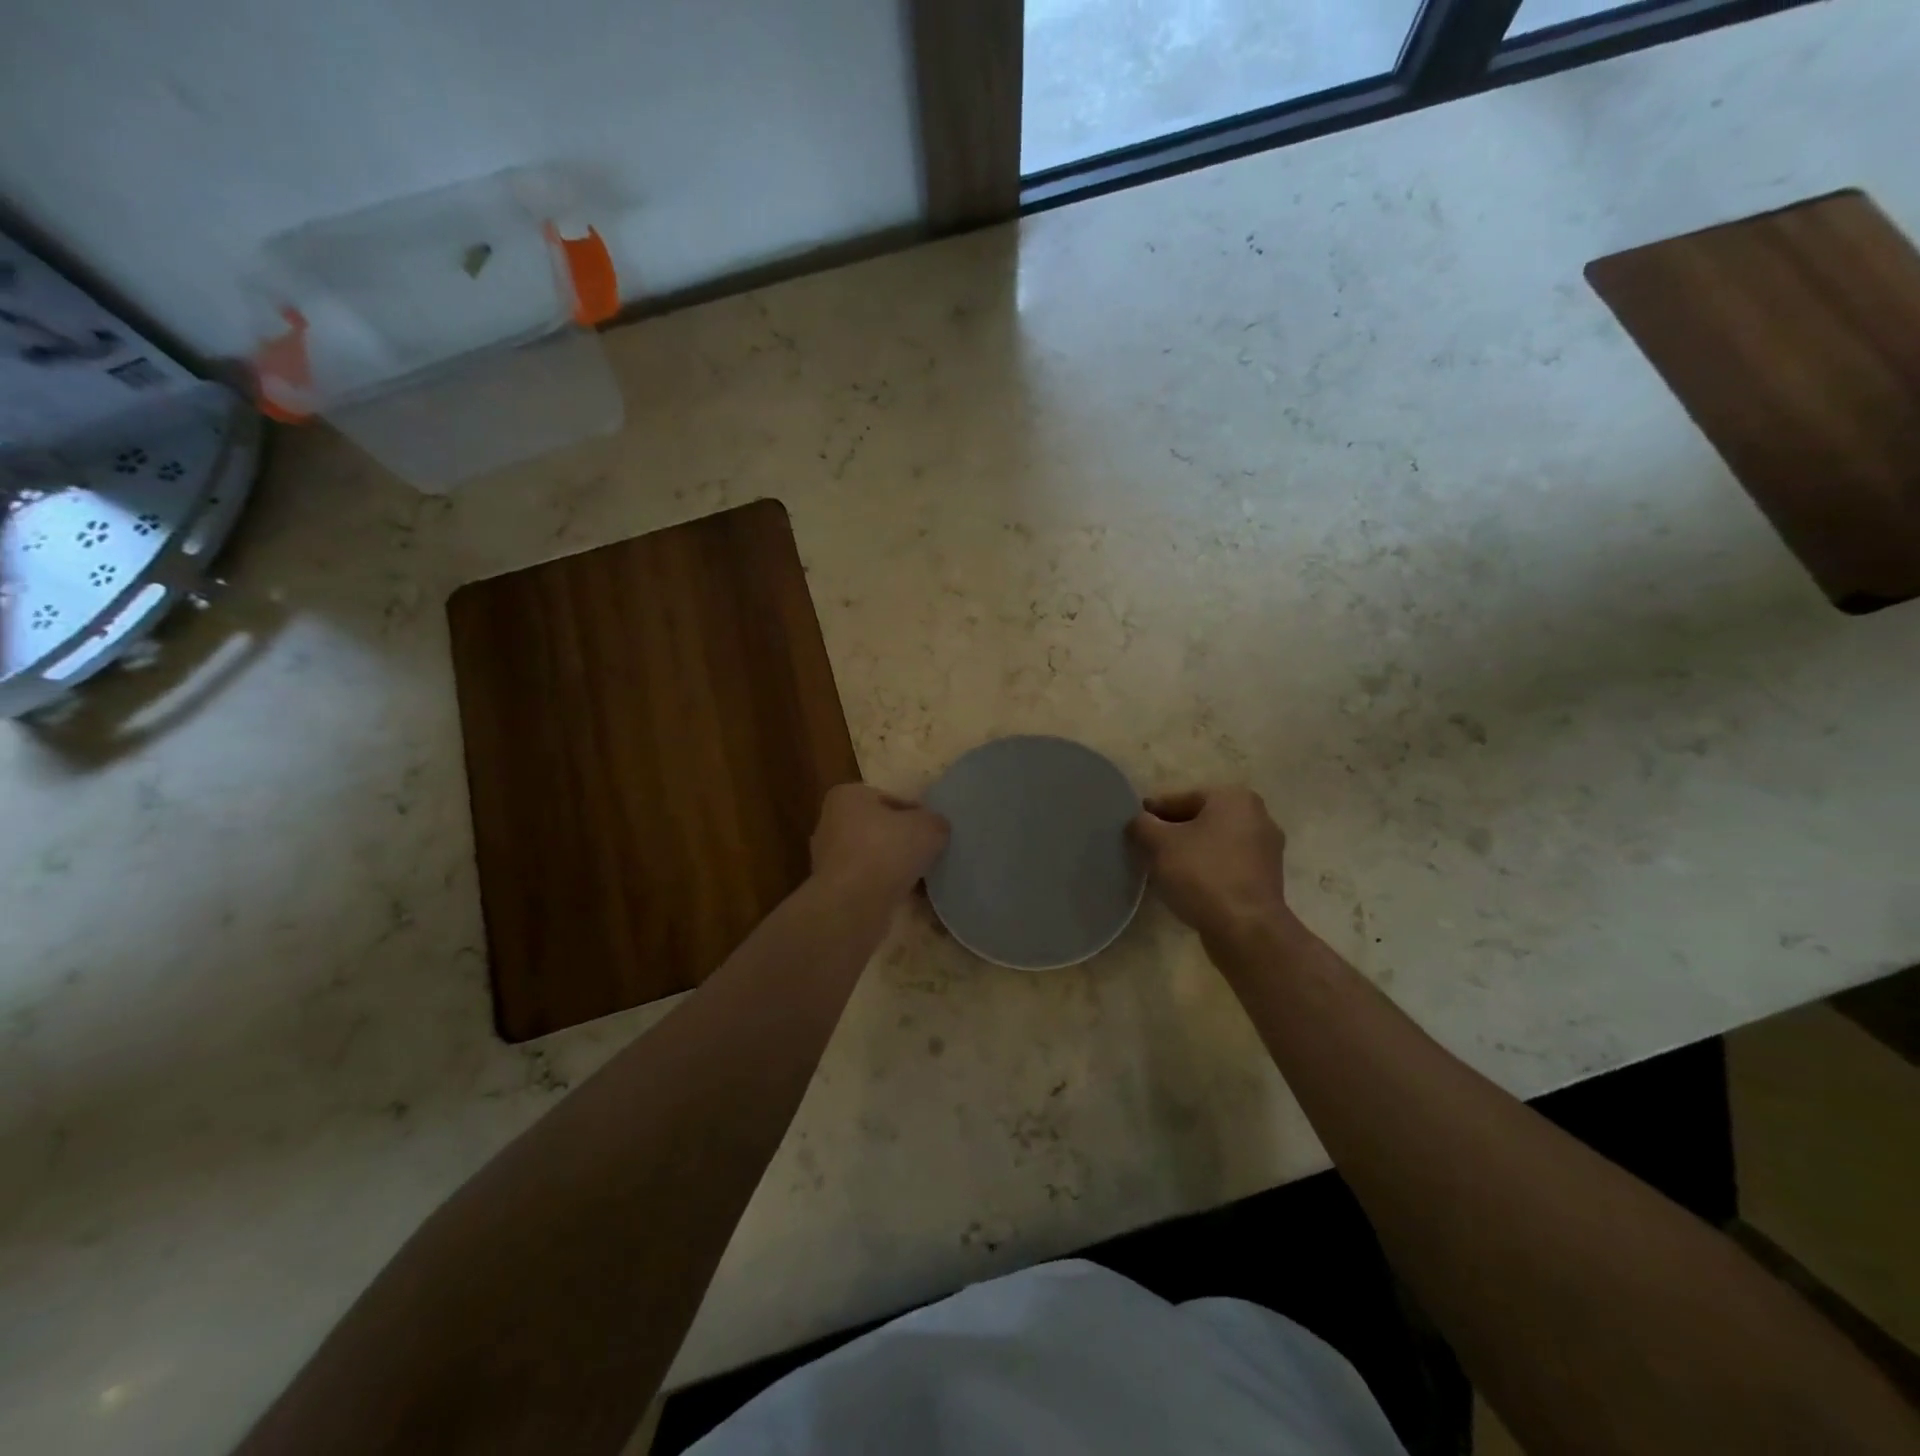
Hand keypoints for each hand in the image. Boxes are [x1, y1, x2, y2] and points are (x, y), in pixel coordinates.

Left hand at [810, 783, 949, 902]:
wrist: (851, 907)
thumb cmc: (885, 852)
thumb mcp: (928, 827)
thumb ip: (936, 822)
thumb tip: (937, 828)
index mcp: (848, 797)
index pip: (892, 799)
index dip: (917, 814)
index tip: (935, 832)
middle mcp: (833, 823)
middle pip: (882, 829)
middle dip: (905, 842)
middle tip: (931, 854)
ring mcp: (831, 859)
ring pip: (876, 857)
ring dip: (897, 867)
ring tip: (923, 878)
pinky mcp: (835, 889)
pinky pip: (870, 882)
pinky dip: (887, 888)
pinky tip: (908, 896)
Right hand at [1129, 787, 1294, 952]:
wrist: (1245, 930)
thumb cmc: (1202, 875)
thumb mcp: (1159, 843)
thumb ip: (1142, 824)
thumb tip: (1138, 822)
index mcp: (1234, 798)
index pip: (1181, 799)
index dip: (1152, 813)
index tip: (1133, 828)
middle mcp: (1258, 817)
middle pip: (1199, 820)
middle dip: (1171, 834)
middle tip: (1144, 849)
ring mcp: (1266, 851)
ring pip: (1213, 844)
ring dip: (1187, 853)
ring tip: (1160, 870)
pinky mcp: (1266, 880)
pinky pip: (1226, 866)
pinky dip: (1205, 871)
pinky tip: (1185, 886)